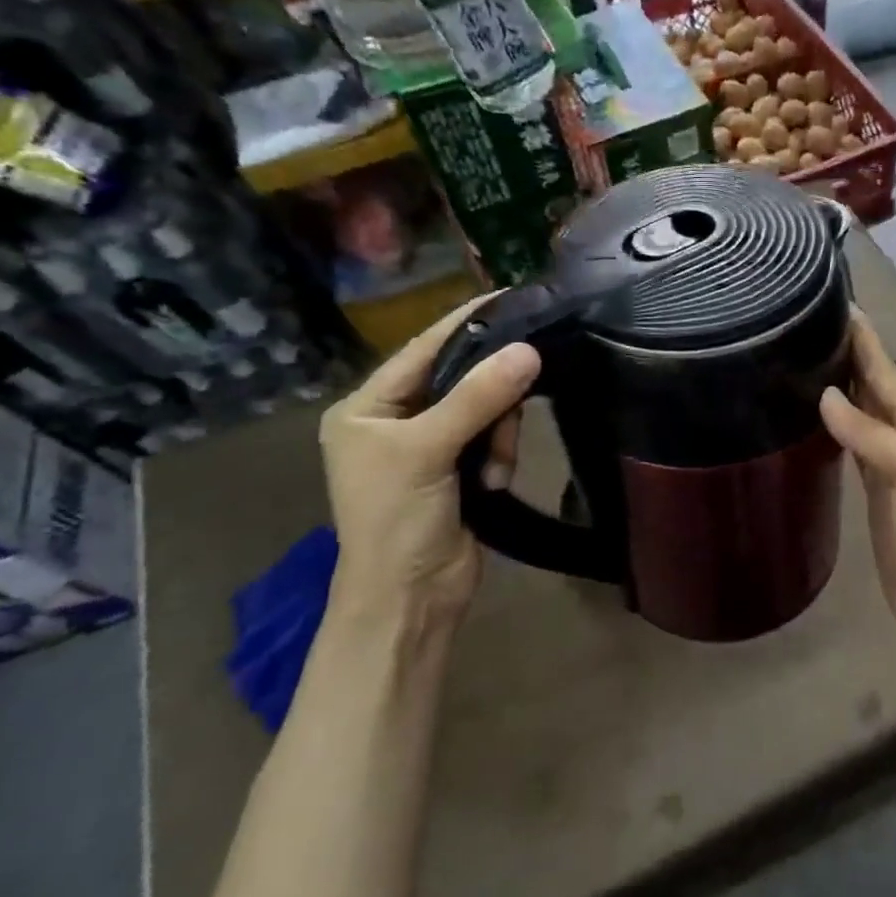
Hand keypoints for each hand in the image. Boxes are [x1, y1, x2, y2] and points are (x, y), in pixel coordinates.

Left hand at [319, 297, 539, 635]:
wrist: (410, 600)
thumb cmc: (397, 520)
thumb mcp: (428, 450)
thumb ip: (478, 397)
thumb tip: (529, 350)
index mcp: (367, 407)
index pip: (423, 349)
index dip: (465, 323)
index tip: (511, 296)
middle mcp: (395, 421)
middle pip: (461, 379)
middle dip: (491, 396)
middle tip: (516, 406)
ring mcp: (429, 447)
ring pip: (485, 410)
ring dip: (499, 435)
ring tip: (495, 470)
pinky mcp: (459, 470)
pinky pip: (494, 440)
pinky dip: (501, 458)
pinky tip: (495, 484)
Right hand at [819, 313, 895, 650]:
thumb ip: (872, 433)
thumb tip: (826, 395)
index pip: (885, 371)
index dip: (864, 339)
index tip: (836, 303)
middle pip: (871, 385)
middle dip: (847, 353)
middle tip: (808, 323)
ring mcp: (887, 462)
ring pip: (859, 411)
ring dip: (839, 384)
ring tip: (805, 358)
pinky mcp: (872, 488)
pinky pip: (850, 444)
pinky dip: (834, 424)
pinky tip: (814, 415)